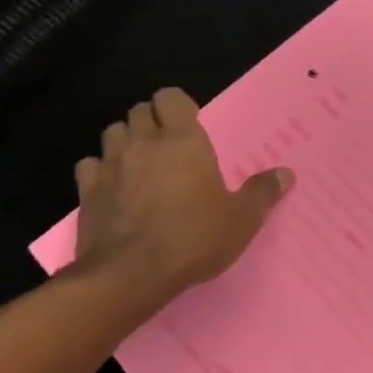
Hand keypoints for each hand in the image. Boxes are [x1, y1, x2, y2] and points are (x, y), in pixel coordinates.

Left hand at [72, 87, 292, 311]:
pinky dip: (101, 168)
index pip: (171, 98)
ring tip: (142, 159)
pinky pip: (90, 165)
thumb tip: (286, 174)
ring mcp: (110, 165)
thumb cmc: (194, 238)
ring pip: (113, 132)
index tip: (191, 122)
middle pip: (140, 111)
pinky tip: (114, 184)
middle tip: (171, 143)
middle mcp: (143, 143)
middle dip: (154, 120)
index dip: (179, 105)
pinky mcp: (87, 191)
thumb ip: (262, 192)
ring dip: (127, 138)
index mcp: (183, 141)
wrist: (131, 274)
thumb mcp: (242, 219)